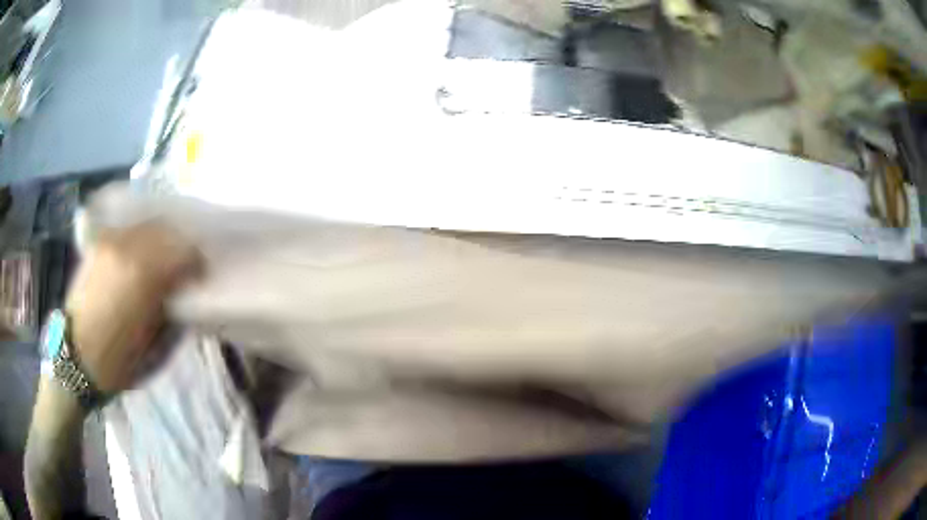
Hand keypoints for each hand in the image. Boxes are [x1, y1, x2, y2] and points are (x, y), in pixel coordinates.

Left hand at [64, 221, 200, 392]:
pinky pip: (128, 231)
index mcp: (145, 277)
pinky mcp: (99, 244)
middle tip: (184, 268)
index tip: (200, 278)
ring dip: (161, 241)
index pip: (185, 252)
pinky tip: (141, 255)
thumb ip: (174, 314)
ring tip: (163, 260)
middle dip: (181, 249)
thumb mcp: (157, 349)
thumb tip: (184, 294)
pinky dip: (141, 239)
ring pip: (147, 227)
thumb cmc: (118, 363)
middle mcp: (128, 249)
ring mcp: (110, 242)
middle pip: (167, 233)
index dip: (198, 264)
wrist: (75, 358)